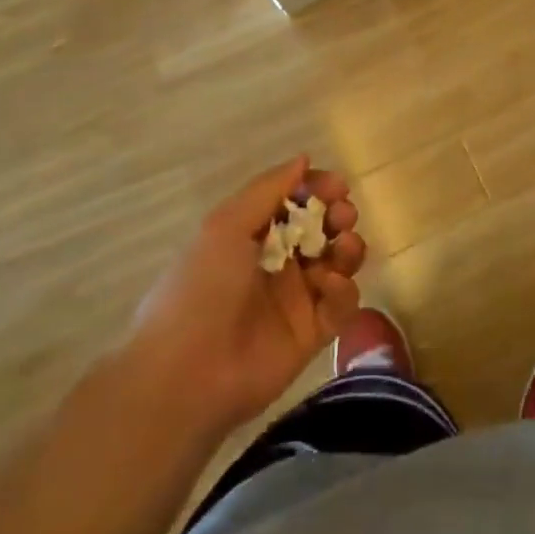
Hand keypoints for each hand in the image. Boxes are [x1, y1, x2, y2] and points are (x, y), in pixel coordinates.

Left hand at [124, 156, 365, 434]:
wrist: (185, 374)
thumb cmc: (201, 288)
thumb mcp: (226, 225)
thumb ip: (268, 189)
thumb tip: (304, 158)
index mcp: (252, 237)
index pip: (295, 202)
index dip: (318, 190)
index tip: (336, 185)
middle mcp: (277, 264)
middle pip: (323, 230)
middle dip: (339, 216)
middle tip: (342, 216)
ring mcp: (297, 299)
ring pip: (339, 263)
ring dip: (349, 248)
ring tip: (344, 246)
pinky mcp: (313, 334)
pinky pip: (342, 304)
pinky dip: (343, 289)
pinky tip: (328, 285)